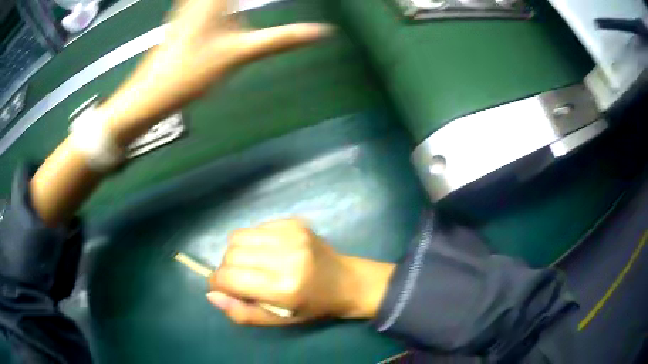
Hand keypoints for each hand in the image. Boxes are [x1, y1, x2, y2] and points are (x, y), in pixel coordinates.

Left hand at [100, 0, 332, 146]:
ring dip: (236, 0)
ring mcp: (190, 6)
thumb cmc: (192, 72)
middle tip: (263, 3)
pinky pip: (205, 2)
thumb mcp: (241, 54)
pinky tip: (230, 7)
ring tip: (250, 4)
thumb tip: (323, 32)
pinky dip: (225, 3)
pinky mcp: (185, 17)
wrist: (151, 94)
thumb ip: (282, 39)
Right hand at [207, 219, 394, 325]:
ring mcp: (291, 234)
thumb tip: (211, 294)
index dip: (218, 283)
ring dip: (236, 253)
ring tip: (253, 265)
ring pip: (237, 236)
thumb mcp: (278, 320)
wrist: (346, 281)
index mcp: (283, 288)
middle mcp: (287, 256)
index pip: (228, 277)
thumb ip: (241, 312)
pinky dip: (253, 241)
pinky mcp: (294, 222)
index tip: (223, 288)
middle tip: (242, 280)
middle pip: (230, 255)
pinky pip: (255, 227)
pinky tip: (268, 252)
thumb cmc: (312, 307)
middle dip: (227, 269)